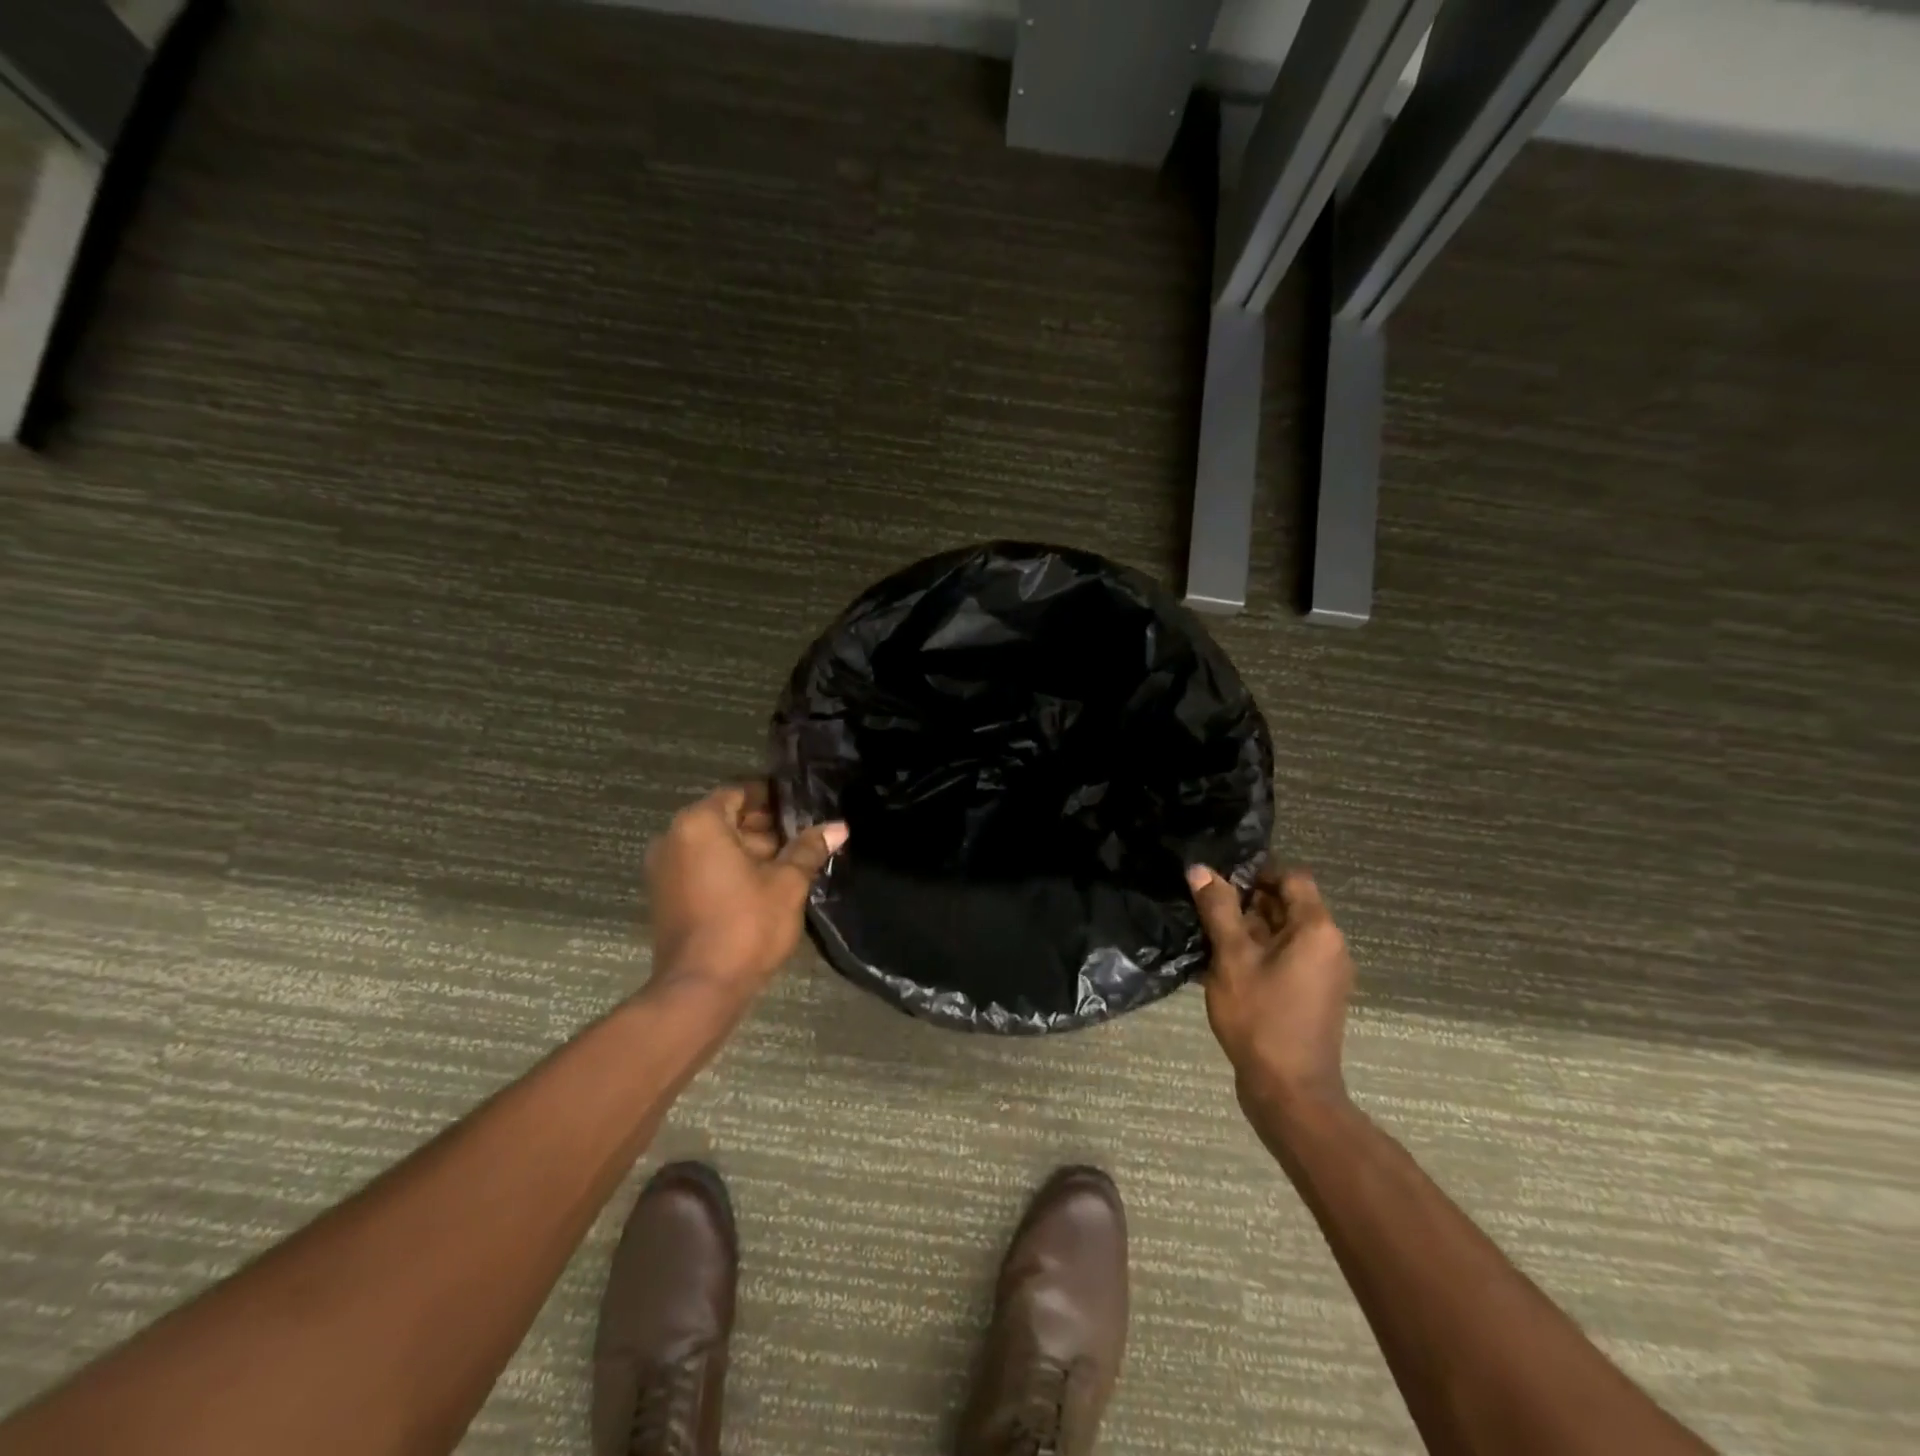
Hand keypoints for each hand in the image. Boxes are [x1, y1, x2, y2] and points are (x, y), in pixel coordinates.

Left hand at [646, 783, 847, 1001]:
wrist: (700, 989)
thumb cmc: (746, 925)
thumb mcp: (787, 883)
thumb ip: (809, 849)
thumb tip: (838, 827)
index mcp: (699, 824)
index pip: (739, 793)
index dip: (772, 799)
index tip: (802, 810)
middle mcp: (673, 838)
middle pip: (724, 818)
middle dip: (763, 828)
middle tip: (802, 840)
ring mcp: (663, 869)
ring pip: (713, 845)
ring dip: (748, 850)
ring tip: (789, 865)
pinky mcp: (665, 896)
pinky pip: (700, 867)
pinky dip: (728, 869)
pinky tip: (763, 886)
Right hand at [1187, 865, 1355, 1112]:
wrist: (1290, 1092)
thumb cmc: (1261, 1017)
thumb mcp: (1231, 957)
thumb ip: (1218, 909)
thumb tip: (1201, 869)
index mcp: (1317, 929)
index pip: (1291, 877)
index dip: (1256, 871)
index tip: (1220, 880)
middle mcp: (1329, 945)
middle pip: (1287, 904)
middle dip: (1247, 901)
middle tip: (1206, 907)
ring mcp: (1324, 972)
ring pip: (1283, 933)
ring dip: (1248, 928)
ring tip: (1208, 935)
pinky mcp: (1313, 994)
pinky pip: (1286, 958)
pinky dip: (1258, 953)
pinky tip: (1222, 965)